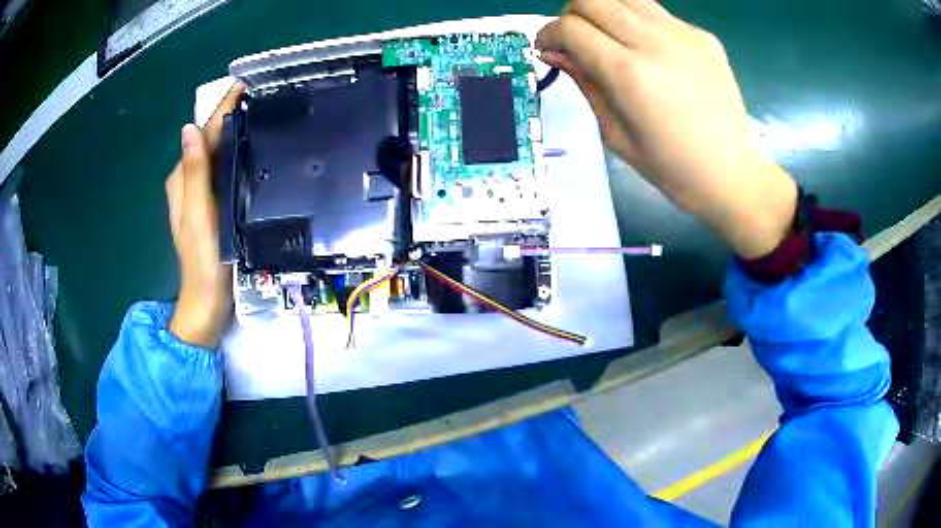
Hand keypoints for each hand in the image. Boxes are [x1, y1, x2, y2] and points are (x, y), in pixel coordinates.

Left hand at [165, 83, 244, 348]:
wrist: (208, 299)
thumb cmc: (202, 258)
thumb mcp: (197, 213)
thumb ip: (194, 172)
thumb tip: (189, 128)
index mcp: (182, 179)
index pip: (202, 133)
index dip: (221, 108)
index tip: (245, 85)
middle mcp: (188, 181)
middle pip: (209, 140)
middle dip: (230, 116)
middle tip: (263, 98)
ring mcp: (200, 194)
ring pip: (216, 154)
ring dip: (235, 134)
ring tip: (263, 117)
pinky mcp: (212, 206)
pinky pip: (223, 171)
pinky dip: (236, 156)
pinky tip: (252, 153)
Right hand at [536, 0, 797, 257]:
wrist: (730, 173)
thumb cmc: (670, 166)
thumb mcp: (614, 133)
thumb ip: (584, 82)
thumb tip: (554, 52)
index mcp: (629, 73)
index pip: (571, 27)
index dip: (549, 34)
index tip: (548, 48)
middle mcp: (655, 42)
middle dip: (571, 14)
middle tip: (575, 39)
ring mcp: (683, 35)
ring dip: (604, 10)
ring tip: (608, 36)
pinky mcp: (703, 36)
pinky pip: (657, 13)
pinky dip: (638, 22)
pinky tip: (647, 49)